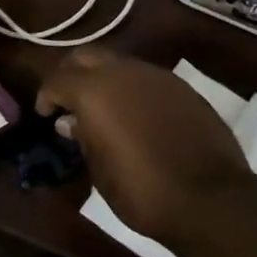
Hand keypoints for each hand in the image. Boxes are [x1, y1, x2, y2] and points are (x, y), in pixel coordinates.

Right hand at [36, 48, 254, 243]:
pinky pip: (148, 80)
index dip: (47, 96)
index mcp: (95, 90)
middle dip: (73, 74)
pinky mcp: (185, 90)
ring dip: (106, 80)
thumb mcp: (100, 169)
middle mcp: (125, 72)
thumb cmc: (141, 190)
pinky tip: (137, 117)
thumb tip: (71, 122)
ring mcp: (159, 77)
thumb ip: (82, 137)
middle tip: (68, 102)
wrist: (210, 199)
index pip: (58, 79)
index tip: (45, 115)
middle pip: (88, 57)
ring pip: (121, 64)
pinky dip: (134, 91)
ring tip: (103, 110)